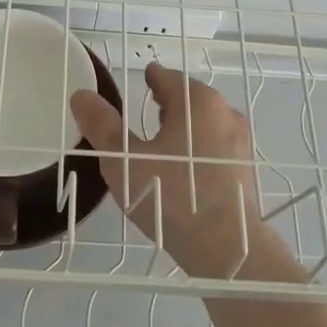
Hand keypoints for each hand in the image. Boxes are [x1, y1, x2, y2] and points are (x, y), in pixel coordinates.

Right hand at [70, 62, 268, 277]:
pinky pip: (217, 146)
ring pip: (207, 122)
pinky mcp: (245, 169)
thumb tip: (81, 95)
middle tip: (148, 108)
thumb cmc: (172, 196)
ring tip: (164, 138)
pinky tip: (185, 168)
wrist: (228, 249)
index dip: (151, 78)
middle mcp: (225, 113)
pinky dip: (199, 147)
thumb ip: (103, 126)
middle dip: (170, 101)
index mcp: (197, 102)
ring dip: (185, 125)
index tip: (140, 81)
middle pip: (191, 98)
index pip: (168, 78)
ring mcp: (240, 142)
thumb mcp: (125, 161)